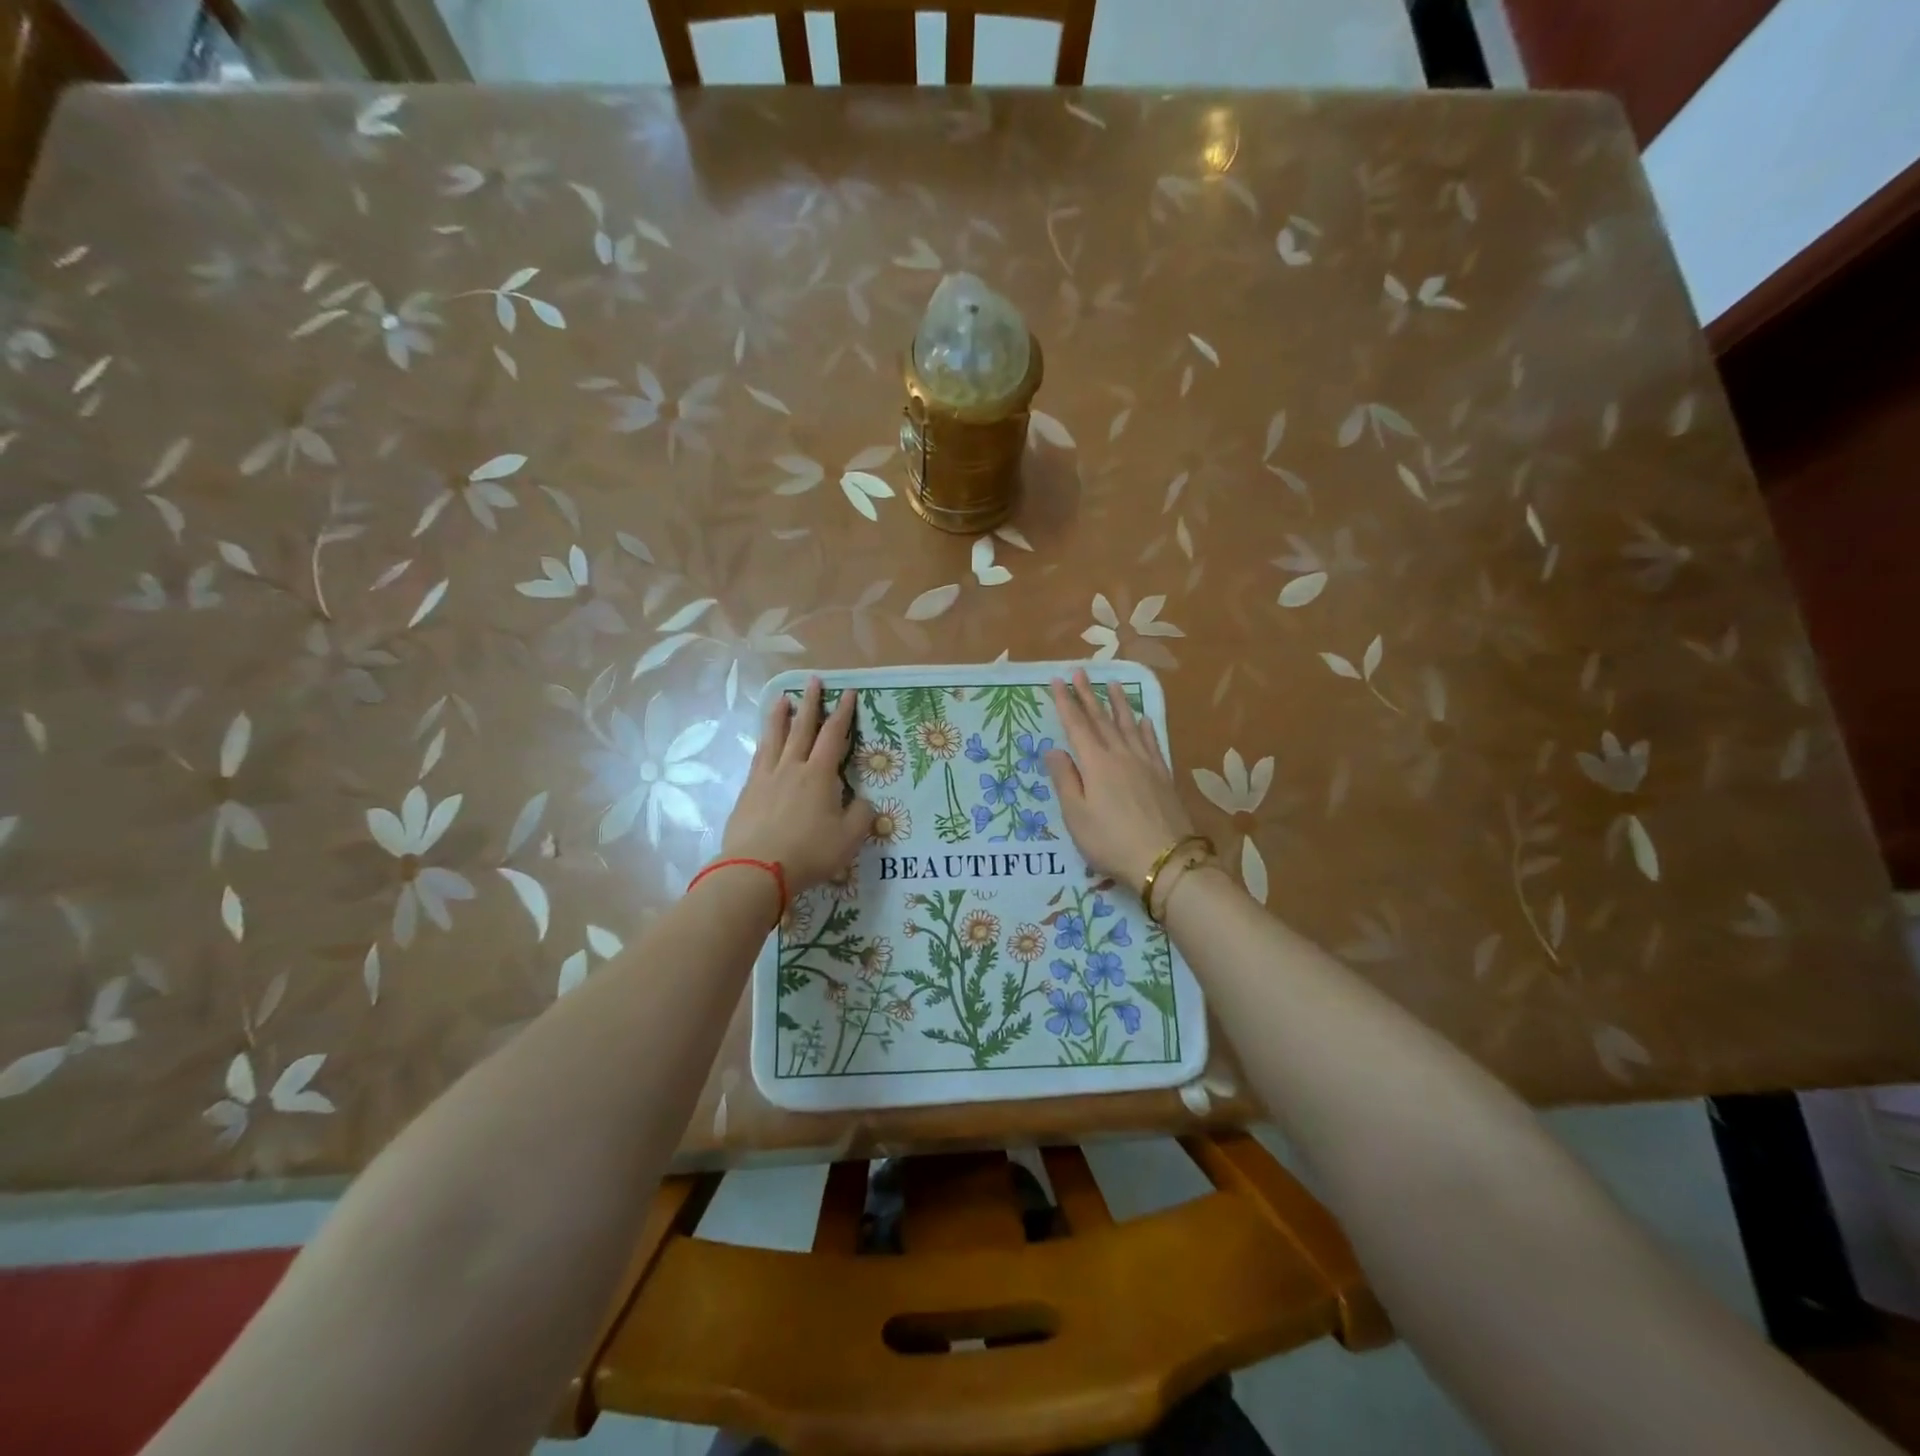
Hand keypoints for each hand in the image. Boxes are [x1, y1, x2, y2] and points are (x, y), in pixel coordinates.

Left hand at [724, 677, 874, 894]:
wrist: (757, 869)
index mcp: (819, 775)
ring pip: (774, 738)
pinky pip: (758, 757)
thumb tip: (865, 802)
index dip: (842, 713)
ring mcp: (766, 777)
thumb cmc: (809, 851)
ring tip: (782, 698)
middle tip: (812, 680)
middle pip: (802, 728)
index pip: (834, 735)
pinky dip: (763, 742)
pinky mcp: (748, 792)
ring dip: (780, 716)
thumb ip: (861, 816)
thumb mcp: (849, 838)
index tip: (847, 692)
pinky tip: (763, 742)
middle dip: (810, 703)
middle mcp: (792, 767)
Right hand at [1044, 668, 1197, 889]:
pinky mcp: (1163, 775)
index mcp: (1095, 764)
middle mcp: (1120, 755)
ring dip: (1119, 703)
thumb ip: (1065, 779)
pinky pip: (1152, 742)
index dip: (1066, 703)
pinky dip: (1145, 728)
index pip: (1076, 726)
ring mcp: (1145, 763)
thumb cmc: (1111, 841)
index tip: (1057, 681)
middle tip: (1080, 672)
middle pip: (1102, 719)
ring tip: (1113, 684)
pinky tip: (1144, 719)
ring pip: (1128, 725)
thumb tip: (1053, 748)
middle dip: (1089, 695)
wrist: (1164, 859)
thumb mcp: (1076, 815)